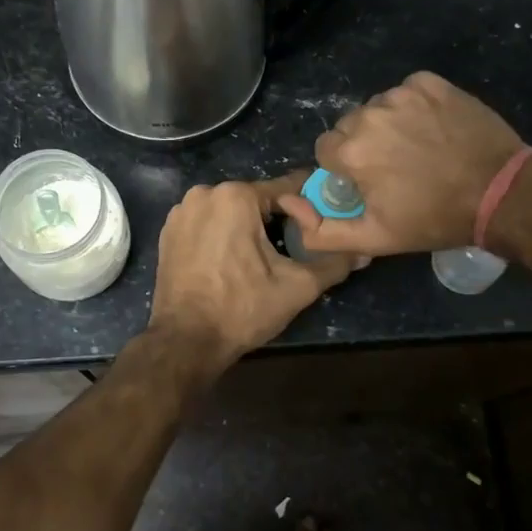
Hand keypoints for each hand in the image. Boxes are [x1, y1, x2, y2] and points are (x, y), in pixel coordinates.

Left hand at [147, 175, 357, 371]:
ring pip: (229, 212)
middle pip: (255, 200)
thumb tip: (363, 253)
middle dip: (276, 220)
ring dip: (247, 228)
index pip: (285, 189)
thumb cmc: (242, 308)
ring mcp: (181, 212)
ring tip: (263, 259)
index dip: (307, 208)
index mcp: (235, 196)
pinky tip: (232, 262)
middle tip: (293, 249)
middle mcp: (204, 194)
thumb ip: (333, 264)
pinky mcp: (168, 232)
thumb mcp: (296, 287)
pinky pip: (206, 224)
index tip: (321, 225)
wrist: (185, 340)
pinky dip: (222, 236)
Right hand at [283, 72, 528, 256]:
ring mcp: (402, 94)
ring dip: (388, 125)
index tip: (370, 183)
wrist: (501, 193)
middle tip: (397, 169)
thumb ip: (321, 231)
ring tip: (419, 149)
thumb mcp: (374, 239)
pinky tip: (433, 128)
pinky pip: (406, 91)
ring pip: (377, 108)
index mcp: (350, 150)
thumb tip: (288, 204)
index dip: (345, 169)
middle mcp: (369, 114)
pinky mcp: (430, 83)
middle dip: (364, 146)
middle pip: (350, 126)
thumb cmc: (433, 219)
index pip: (326, 150)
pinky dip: (413, 107)